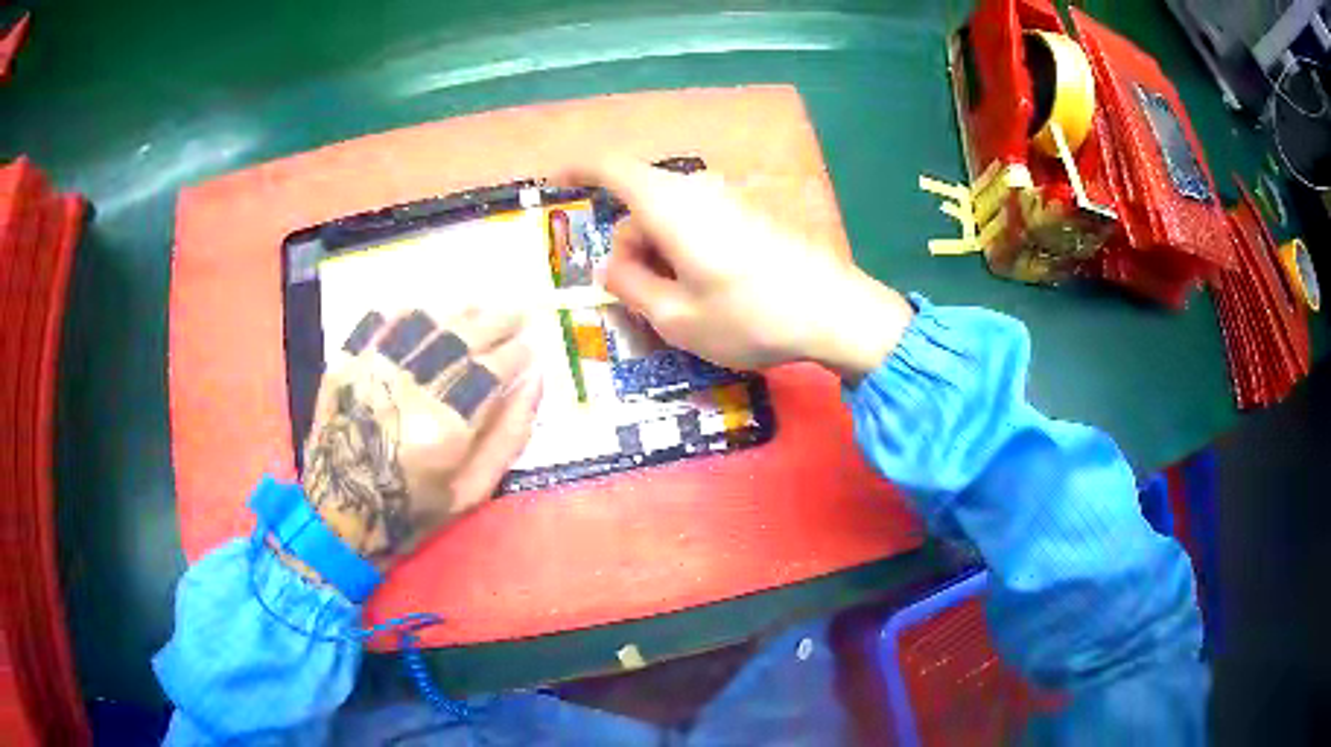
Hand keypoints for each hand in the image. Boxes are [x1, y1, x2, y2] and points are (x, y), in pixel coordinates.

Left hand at [300, 308, 541, 569]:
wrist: (338, 516)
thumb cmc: (411, 513)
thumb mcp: (471, 492)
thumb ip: (509, 436)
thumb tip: (535, 381)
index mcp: (444, 429)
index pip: (490, 370)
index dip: (516, 353)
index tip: (531, 347)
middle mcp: (407, 390)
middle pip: (460, 337)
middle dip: (497, 321)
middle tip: (519, 313)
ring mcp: (370, 372)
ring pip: (423, 321)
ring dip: (457, 309)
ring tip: (480, 306)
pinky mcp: (344, 365)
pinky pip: (379, 322)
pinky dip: (406, 311)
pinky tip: (426, 308)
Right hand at [561, 159, 914, 377]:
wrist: (835, 312)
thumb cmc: (750, 316)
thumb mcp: (676, 317)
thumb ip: (630, 288)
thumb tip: (610, 269)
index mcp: (669, 205)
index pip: (610, 168)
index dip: (577, 169)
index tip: (554, 181)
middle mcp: (696, 190)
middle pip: (639, 205)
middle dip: (628, 249)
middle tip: (638, 301)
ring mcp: (727, 199)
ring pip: (668, 217)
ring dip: (658, 255)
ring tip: (680, 306)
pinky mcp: (749, 214)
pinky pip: (697, 223)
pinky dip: (684, 251)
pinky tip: (709, 291)